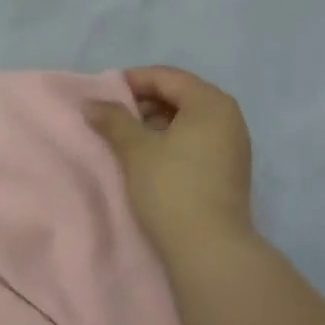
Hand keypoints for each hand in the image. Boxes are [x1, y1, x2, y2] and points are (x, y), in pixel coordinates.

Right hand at [87, 67, 255, 261]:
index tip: (103, 93)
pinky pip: (197, 141)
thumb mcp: (136, 150)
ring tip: (127, 139)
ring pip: (189, 120)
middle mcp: (229, 117)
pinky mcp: (229, 169)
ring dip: (157, 123)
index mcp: (211, 103)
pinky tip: (150, 159)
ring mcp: (233, 145)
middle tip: (113, 117)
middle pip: (181, 96)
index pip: (168, 77)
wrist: (210, 247)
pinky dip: (172, 141)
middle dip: (145, 102)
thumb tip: (91, 103)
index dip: (133, 80)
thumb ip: (113, 120)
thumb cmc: (171, 188)